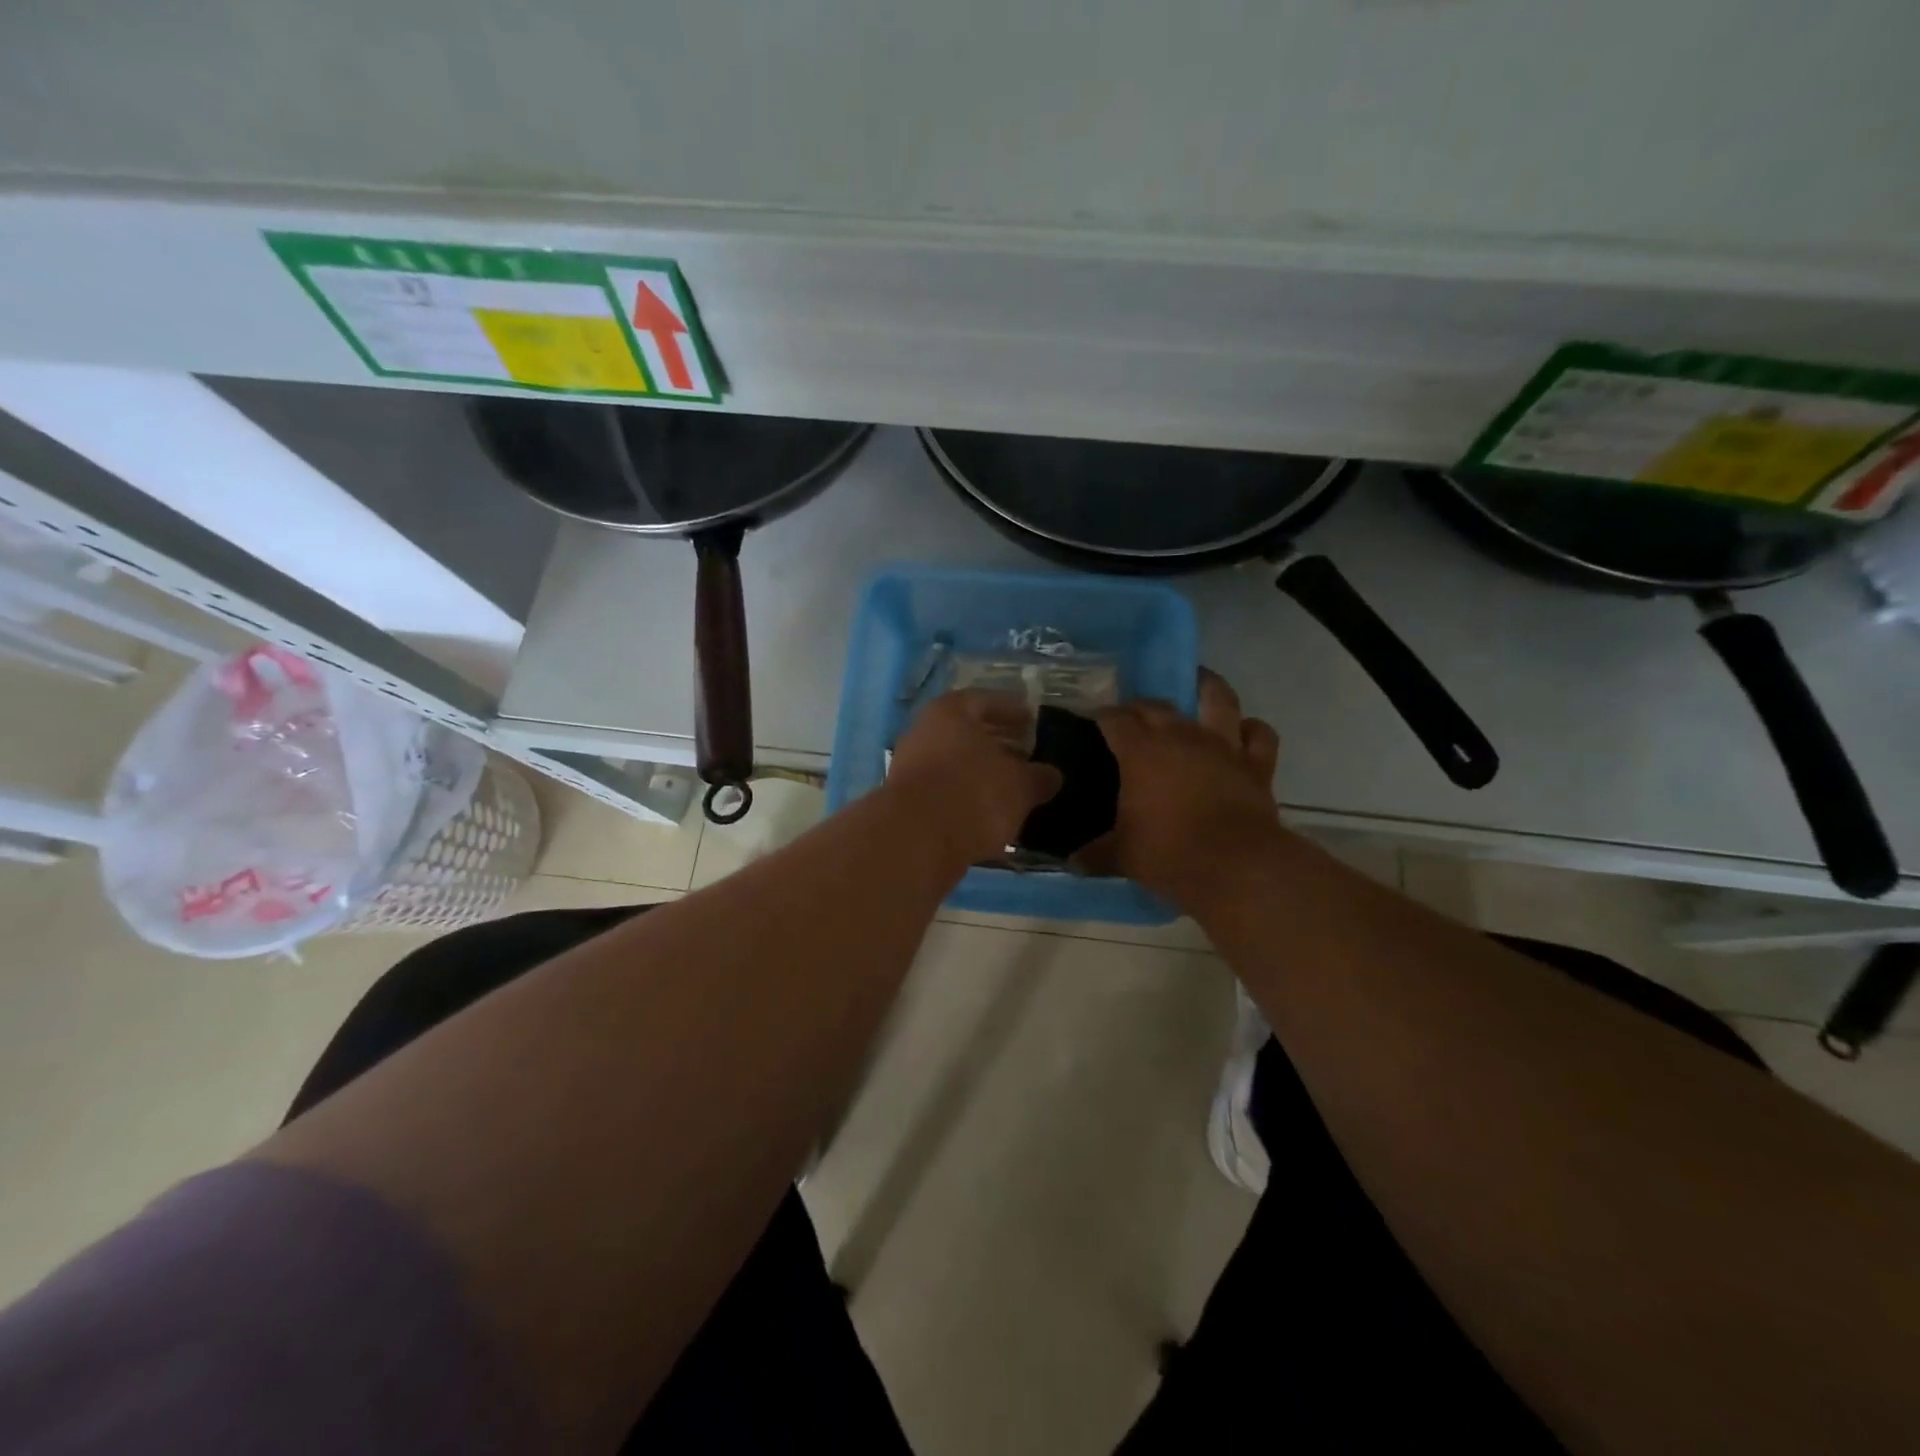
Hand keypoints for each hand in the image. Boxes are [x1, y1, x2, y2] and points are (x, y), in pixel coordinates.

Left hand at [886, 690, 1062, 865]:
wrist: (916, 841)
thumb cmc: (973, 793)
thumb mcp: (1020, 785)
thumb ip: (1038, 777)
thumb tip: (1050, 775)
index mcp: (950, 712)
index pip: (986, 701)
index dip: (1012, 711)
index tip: (1032, 722)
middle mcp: (924, 732)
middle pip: (967, 734)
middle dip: (998, 745)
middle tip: (1027, 756)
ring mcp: (910, 768)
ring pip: (955, 765)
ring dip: (982, 775)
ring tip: (1013, 790)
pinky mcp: (907, 804)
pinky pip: (946, 793)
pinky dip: (967, 800)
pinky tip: (990, 816)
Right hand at [1089, 669, 1283, 904]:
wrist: (1236, 867)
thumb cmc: (1169, 854)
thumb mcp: (1122, 856)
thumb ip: (1096, 854)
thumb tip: (1072, 862)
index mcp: (1141, 752)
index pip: (1115, 720)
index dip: (1103, 716)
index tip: (1096, 720)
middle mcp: (1181, 737)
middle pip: (1157, 705)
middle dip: (1141, 706)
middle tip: (1133, 716)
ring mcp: (1222, 746)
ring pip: (1217, 699)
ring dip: (1207, 687)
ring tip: (1199, 683)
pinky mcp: (1256, 764)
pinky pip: (1259, 735)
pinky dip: (1251, 730)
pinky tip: (1243, 732)